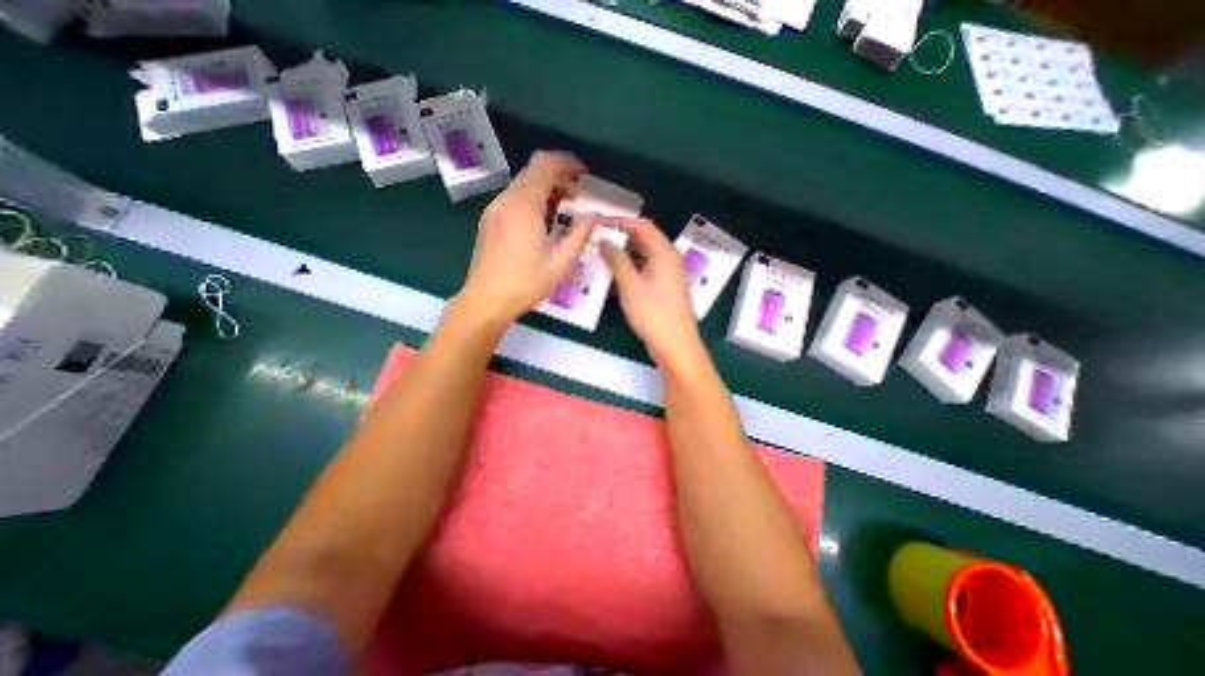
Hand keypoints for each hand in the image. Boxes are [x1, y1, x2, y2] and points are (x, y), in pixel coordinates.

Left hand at [456, 151, 593, 329]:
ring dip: (545, 188)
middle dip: (558, 176)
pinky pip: (513, 198)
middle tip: (577, 194)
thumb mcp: (561, 263)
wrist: (486, 300)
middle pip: (533, 170)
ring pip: (522, 184)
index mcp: (525, 205)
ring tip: (563, 209)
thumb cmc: (526, 283)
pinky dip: (531, 199)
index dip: (567, 162)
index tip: (583, 174)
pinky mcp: (489, 220)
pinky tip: (541, 221)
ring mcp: (494, 209)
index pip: (545, 164)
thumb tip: (595, 216)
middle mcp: (506, 200)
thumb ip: (580, 235)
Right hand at [602, 219, 708, 366]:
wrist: (675, 345)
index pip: (642, 225)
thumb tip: (605, 240)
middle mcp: (669, 259)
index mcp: (664, 252)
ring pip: (644, 256)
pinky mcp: (665, 288)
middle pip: (644, 239)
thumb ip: (617, 260)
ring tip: (600, 258)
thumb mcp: (630, 285)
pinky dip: (631, 270)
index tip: (599, 223)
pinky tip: (613, 278)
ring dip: (624, 256)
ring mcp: (668, 274)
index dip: (620, 222)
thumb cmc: (653, 314)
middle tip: (596, 241)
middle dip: (620, 238)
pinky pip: (646, 271)